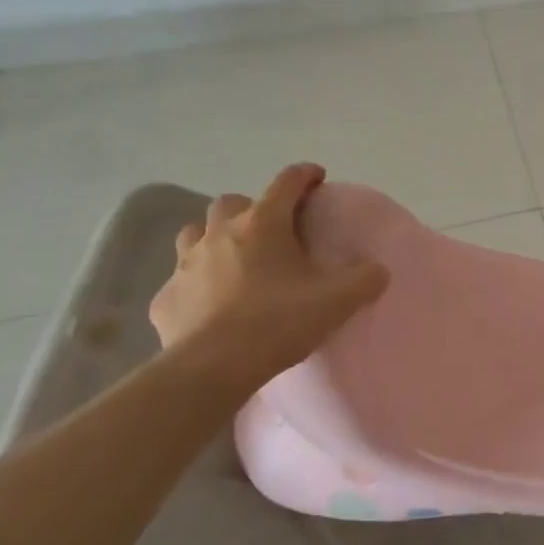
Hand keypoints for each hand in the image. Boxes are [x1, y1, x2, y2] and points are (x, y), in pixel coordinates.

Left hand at [149, 163, 387, 383]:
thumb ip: (365, 279)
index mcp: (263, 224)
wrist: (213, 368)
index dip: (305, 175)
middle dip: (251, 209)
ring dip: (214, 238)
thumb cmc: (278, 323)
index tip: (317, 178)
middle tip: (271, 232)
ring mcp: (186, 264)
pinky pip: (180, 281)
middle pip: (233, 203)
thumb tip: (378, 270)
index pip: (287, 182)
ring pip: (195, 233)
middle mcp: (220, 233)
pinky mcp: (165, 298)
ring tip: (233, 260)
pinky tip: (208, 306)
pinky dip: (195, 286)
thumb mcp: (338, 301)